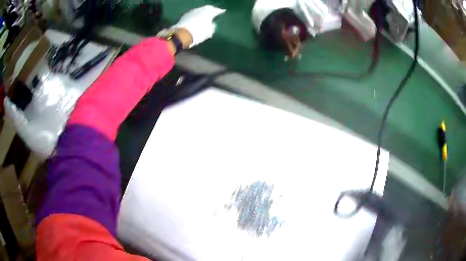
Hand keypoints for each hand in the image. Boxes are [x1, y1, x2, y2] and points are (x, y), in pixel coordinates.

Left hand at [172, 5, 225, 47]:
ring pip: (200, 10)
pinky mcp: (185, 15)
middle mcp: (201, 9)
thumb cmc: (198, 33)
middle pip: (207, 8)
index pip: (216, 10)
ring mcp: (192, 11)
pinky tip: (196, 18)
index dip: (220, 11)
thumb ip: (212, 26)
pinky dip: (196, 15)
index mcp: (209, 12)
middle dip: (210, 10)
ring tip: (204, 15)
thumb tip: (212, 24)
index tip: (222, 12)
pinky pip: (193, 13)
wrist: (182, 35)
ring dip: (202, 12)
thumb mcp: (208, 32)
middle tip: (213, 12)